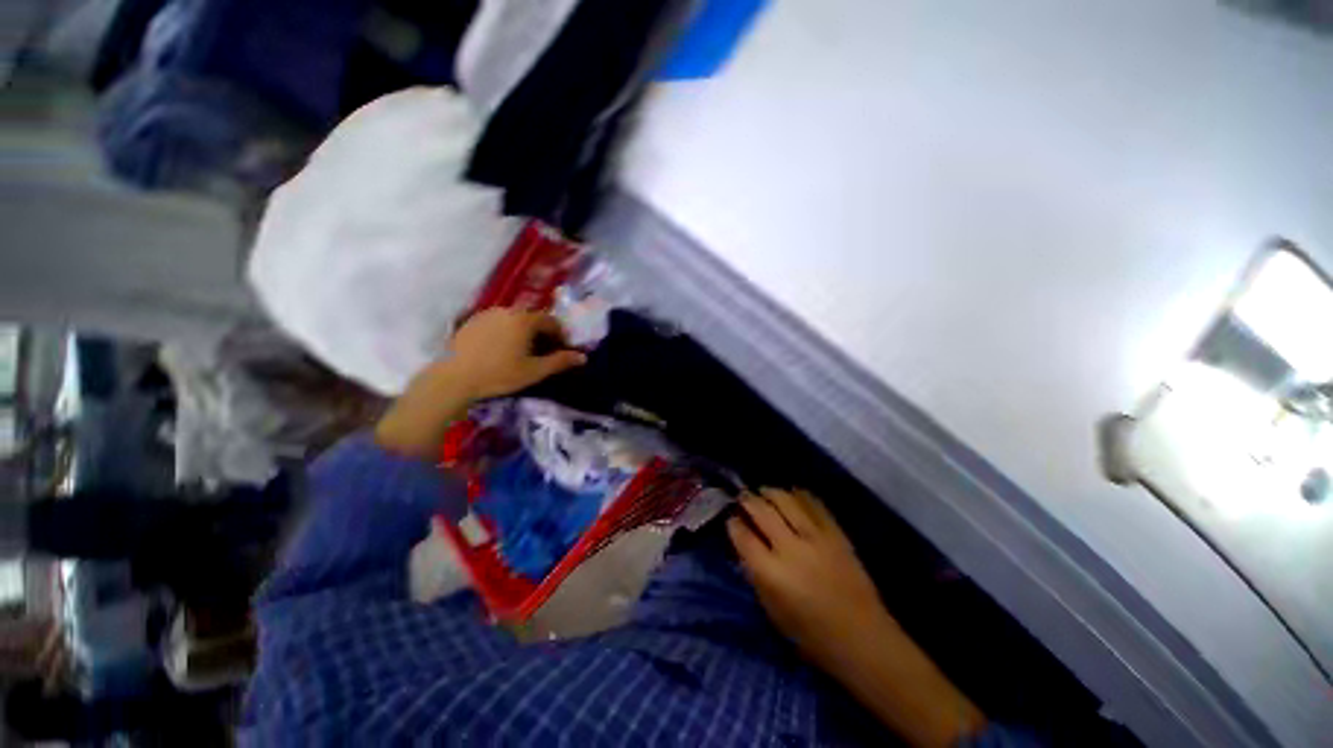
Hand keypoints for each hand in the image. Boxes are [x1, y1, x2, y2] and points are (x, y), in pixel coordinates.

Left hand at [375, 309, 584, 456]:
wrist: (453, 378)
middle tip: (543, 352)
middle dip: (542, 333)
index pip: (551, 321)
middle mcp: (507, 310)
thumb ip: (560, 362)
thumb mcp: (534, 371)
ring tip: (522, 352)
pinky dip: (506, 332)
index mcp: (524, 320)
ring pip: (514, 319)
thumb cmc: (499, 374)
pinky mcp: (471, 321)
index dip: (560, 335)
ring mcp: (487, 314)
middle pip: (533, 318)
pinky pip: (497, 322)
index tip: (562, 350)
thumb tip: (582, 357)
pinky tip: (500, 350)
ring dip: (524, 332)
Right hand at [726, 489, 889, 667]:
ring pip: (786, 500)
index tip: (731, 518)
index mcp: (772, 574)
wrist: (864, 638)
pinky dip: (799, 494)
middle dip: (747, 500)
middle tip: (743, 497)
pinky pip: (813, 503)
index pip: (743, 536)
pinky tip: (792, 494)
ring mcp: (816, 537)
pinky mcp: (836, 533)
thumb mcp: (773, 612)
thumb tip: (745, 548)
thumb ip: (756, 576)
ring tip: (764, 491)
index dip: (733, 523)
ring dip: (770, 492)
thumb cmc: (813, 636)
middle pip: (762, 511)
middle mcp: (791, 549)